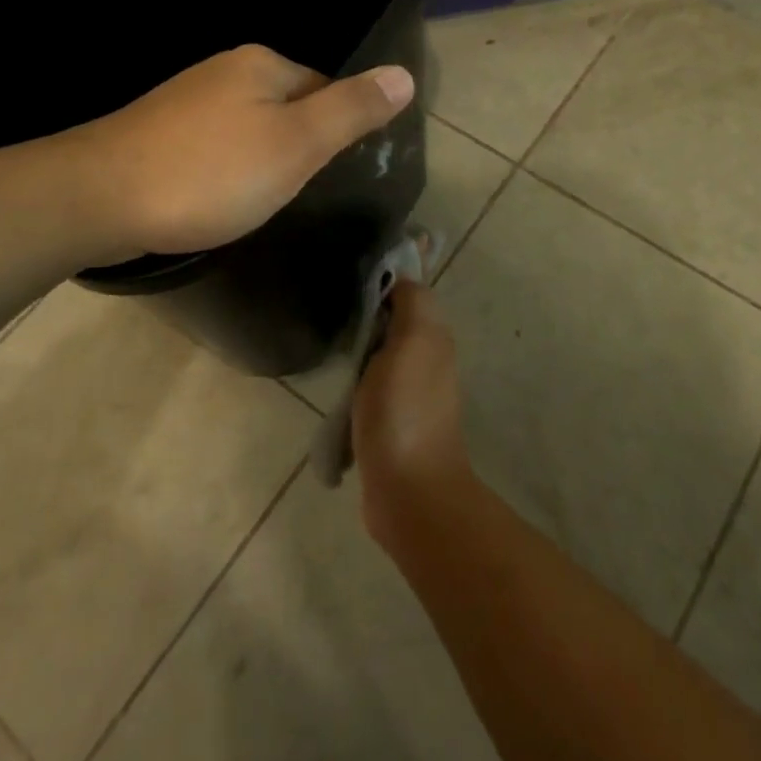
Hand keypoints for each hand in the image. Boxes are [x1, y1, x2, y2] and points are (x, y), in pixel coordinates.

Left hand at [54, 44, 414, 261]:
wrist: (97, 198)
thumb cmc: (210, 173)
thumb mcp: (297, 144)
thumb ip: (352, 110)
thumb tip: (404, 74)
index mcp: (263, 64)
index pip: (326, 88)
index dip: (332, 132)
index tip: (322, 173)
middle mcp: (225, 69)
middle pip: (288, 106)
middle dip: (295, 147)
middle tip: (288, 192)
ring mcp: (187, 98)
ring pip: (250, 127)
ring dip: (260, 160)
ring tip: (253, 200)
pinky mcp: (159, 130)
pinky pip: (215, 144)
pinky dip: (224, 169)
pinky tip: (214, 196)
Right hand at [353, 281, 474, 547]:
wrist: (409, 491)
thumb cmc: (404, 410)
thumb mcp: (411, 342)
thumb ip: (411, 304)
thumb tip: (400, 278)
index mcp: (433, 335)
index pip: (410, 290)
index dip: (386, 276)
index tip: (350, 269)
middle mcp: (426, 356)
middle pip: (395, 318)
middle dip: (369, 309)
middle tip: (332, 302)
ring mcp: (409, 390)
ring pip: (381, 350)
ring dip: (360, 344)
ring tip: (327, 333)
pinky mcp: (390, 418)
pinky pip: (370, 383)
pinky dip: (355, 377)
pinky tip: (334, 375)